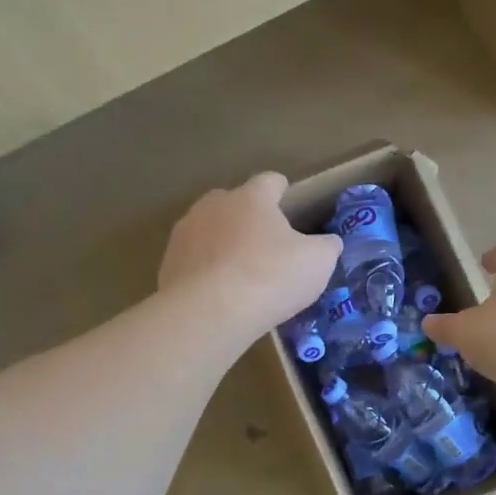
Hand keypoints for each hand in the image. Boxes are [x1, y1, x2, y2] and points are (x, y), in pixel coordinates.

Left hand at [159, 172, 340, 341]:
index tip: (290, 207)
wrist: (209, 313)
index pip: (270, 181)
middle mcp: (214, 205)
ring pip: (210, 231)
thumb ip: (326, 247)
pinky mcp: (168, 263)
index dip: (283, 192)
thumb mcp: (317, 263)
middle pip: (235, 203)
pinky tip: (218, 294)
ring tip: (240, 274)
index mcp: (251, 197)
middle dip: (249, 220)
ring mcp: (185, 233)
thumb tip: (327, 243)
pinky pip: (194, 260)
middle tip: (267, 248)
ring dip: (224, 245)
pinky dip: (206, 271)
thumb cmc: (270, 277)